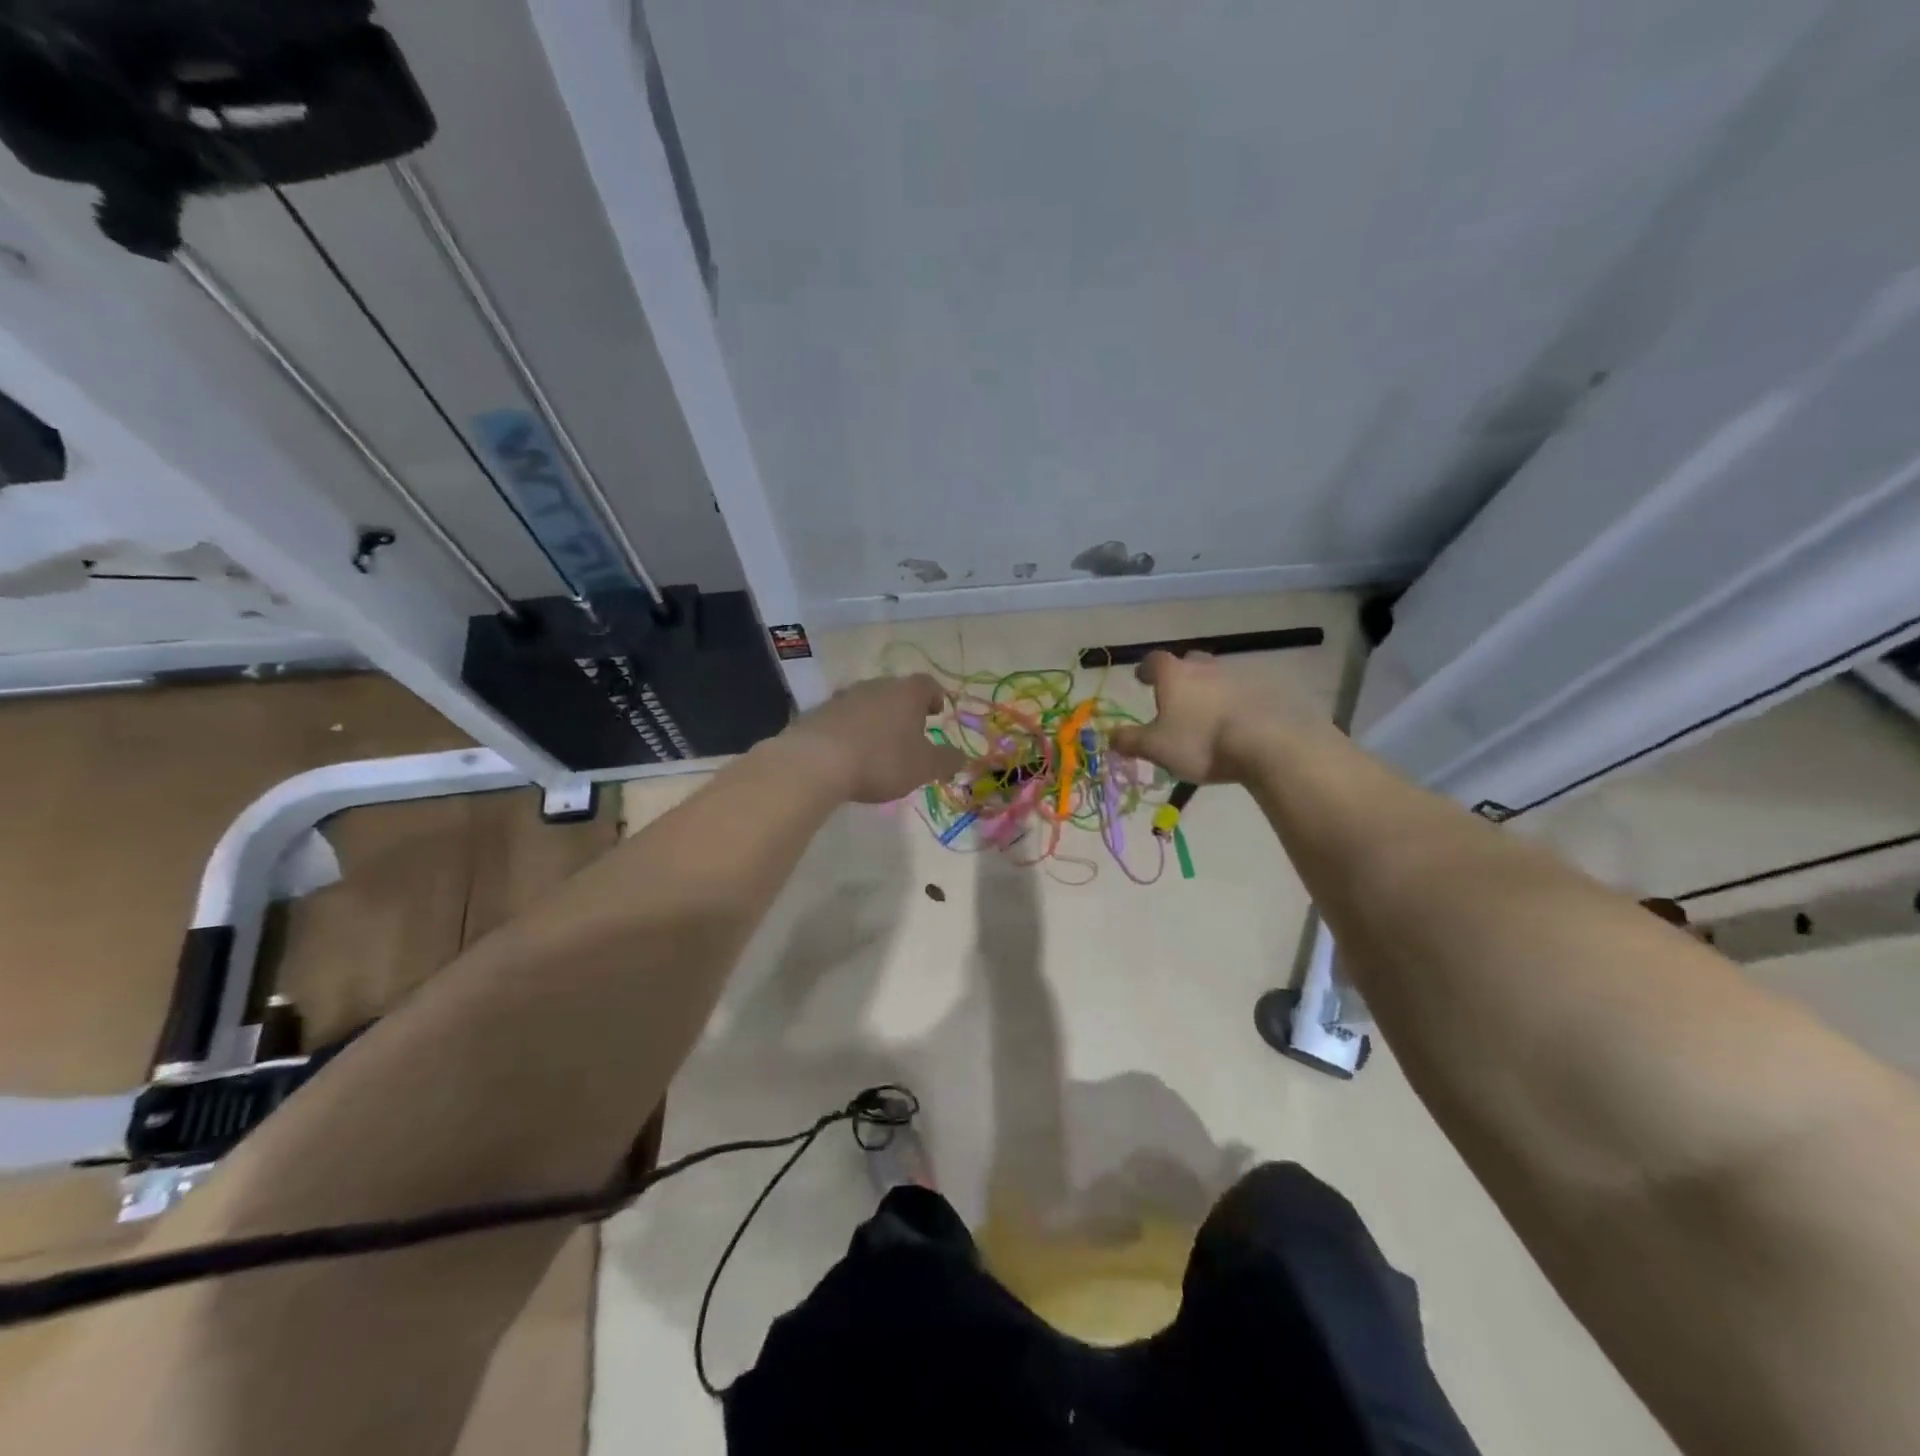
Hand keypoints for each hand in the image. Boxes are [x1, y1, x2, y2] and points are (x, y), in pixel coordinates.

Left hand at [776, 674, 966, 803]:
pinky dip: (851, 729)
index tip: (937, 712)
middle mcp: (876, 685)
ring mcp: (844, 696)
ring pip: (868, 702)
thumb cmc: (881, 760)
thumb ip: (946, 760)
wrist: (816, 762)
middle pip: (896, 690)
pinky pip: (843, 717)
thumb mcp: (923, 767)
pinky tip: (850, 752)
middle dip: (905, 709)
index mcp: (907, 692)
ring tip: (879, 744)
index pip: (927, 684)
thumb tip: (962, 756)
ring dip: (876, 718)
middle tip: (910, 732)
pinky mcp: (818, 712)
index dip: (935, 697)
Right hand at [1109, 650, 1309, 783]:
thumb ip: (1130, 740)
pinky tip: (1230, 723)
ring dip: (1207, 690)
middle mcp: (1204, 667)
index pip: (1154, 661)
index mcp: (1174, 674)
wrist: (1263, 744)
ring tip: (1203, 714)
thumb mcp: (1155, 747)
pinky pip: (1239, 693)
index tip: (1142, 680)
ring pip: (1215, 677)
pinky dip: (1230, 703)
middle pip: (1188, 662)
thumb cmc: (1199, 742)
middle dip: (1180, 675)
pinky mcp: (1262, 693)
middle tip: (1174, 695)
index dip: (1146, 669)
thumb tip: (1111, 736)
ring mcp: (1236, 677)